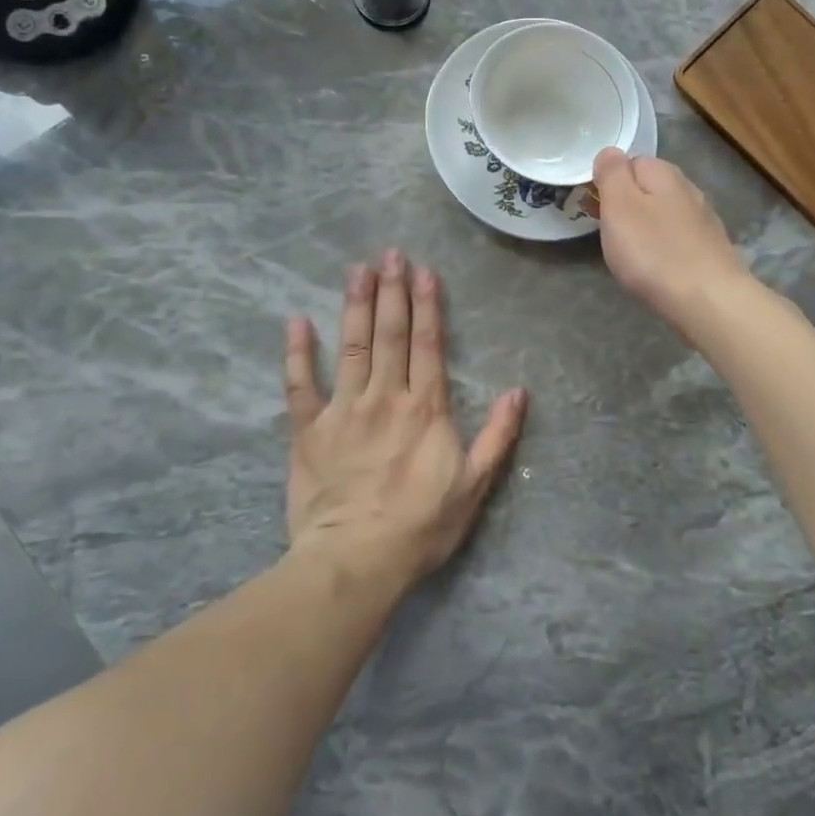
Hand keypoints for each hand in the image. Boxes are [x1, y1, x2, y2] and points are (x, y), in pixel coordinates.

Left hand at [283, 250, 526, 590]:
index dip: (427, 305)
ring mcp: (344, 410)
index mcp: (425, 408)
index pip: (428, 345)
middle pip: (390, 335)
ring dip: (354, 306)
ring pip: (351, 347)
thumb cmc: (420, 526)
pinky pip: (300, 385)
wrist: (355, 561)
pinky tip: (296, 320)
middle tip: (390, 254)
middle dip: (392, 291)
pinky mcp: (309, 430)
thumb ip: (497, 436)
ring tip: (356, 270)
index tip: (425, 271)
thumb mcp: (473, 486)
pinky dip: (297, 352)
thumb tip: (518, 392)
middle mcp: (385, 398)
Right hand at [592, 148, 751, 328]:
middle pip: (648, 188)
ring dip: (647, 227)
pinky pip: (678, 238)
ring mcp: (704, 219)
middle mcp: (688, 188)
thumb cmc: (654, 252)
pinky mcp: (711, 248)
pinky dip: (665, 247)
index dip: (609, 182)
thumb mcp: (619, 205)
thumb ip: (612, 173)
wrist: (709, 300)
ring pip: (664, 213)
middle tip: (611, 235)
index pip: (629, 161)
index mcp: (663, 173)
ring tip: (633, 255)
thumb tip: (610, 152)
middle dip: (628, 206)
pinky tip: (660, 267)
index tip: (596, 209)